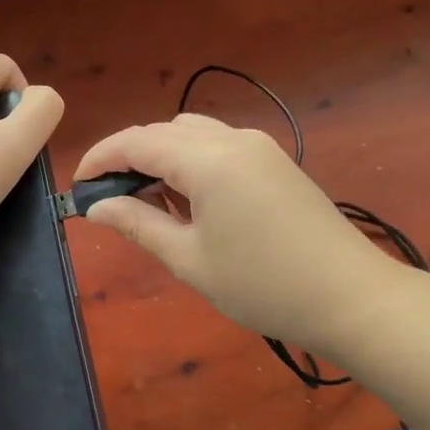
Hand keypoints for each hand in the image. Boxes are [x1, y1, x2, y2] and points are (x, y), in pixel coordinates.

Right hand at [74, 114, 401, 356]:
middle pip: (164, 131)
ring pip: (192, 134)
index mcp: (208, 160)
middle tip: (110, 198)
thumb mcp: (189, 259)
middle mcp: (233, 139)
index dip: (101, 158)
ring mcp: (259, 146)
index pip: (137, 141)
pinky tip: (189, 200)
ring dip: (162, 157)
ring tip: (148, 201)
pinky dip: (191, 161)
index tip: (77, 185)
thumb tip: (96, 208)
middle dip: (130, 156)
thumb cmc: (263, 285)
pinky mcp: (275, 160)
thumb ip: (138, 224)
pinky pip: (219, 146)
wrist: (352, 297)